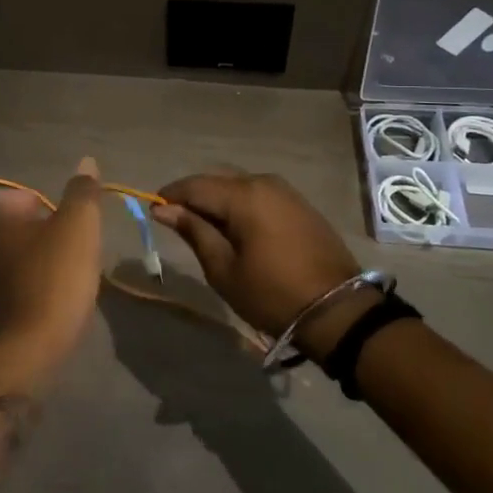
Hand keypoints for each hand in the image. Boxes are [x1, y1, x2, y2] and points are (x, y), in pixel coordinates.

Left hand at [0, 158, 104, 347]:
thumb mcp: (79, 226)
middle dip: (9, 225)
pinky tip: (32, 291)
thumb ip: (82, 192)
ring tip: (39, 263)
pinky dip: (5, 283)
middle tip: (42, 235)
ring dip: (5, 254)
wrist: (30, 348)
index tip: (47, 213)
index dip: (20, 199)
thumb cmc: (55, 276)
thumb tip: (86, 162)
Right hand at [154, 172, 369, 358]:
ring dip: (218, 202)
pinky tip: (235, 229)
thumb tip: (163, 208)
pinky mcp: (299, 204)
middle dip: (194, 197)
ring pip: (238, 187)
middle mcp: (264, 182)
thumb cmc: (273, 294)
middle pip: (217, 181)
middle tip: (177, 224)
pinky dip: (240, 206)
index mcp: (243, 195)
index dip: (170, 196)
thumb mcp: (224, 269)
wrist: (338, 310)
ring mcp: (285, 191)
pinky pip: (258, 195)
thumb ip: (194, 231)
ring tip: (205, 229)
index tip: (153, 212)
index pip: (194, 185)